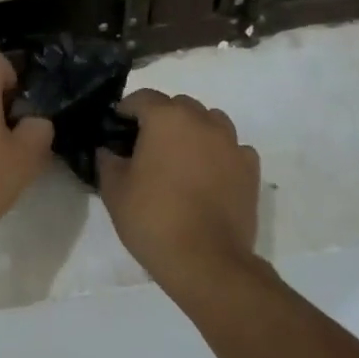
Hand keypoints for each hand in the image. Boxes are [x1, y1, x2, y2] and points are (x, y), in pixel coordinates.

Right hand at [98, 90, 261, 294]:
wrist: (205, 259)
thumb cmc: (152, 218)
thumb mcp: (114, 190)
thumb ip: (108, 162)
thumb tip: (108, 150)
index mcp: (167, 119)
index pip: (143, 98)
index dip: (126, 109)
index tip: (115, 126)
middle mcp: (203, 122)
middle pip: (179, 105)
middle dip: (161, 117)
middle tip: (146, 144)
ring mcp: (232, 144)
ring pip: (210, 121)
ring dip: (193, 130)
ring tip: (180, 156)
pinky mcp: (250, 169)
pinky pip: (232, 148)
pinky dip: (218, 153)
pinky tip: (208, 174)